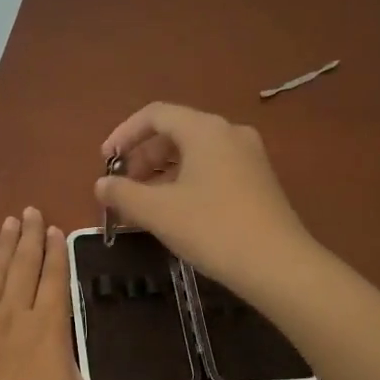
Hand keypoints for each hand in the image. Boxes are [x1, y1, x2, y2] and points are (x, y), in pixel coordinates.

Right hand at [96, 102, 312, 294]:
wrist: (278, 265)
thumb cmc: (213, 229)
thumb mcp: (158, 212)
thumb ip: (123, 194)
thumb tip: (101, 185)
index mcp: (205, 129)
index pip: (155, 115)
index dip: (124, 134)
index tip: (105, 162)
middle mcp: (229, 133)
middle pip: (175, 132)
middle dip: (142, 156)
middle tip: (122, 187)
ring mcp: (249, 156)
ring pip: (194, 153)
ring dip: (162, 172)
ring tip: (144, 203)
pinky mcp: (258, 181)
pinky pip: (212, 169)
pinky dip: (185, 181)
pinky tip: (175, 211)